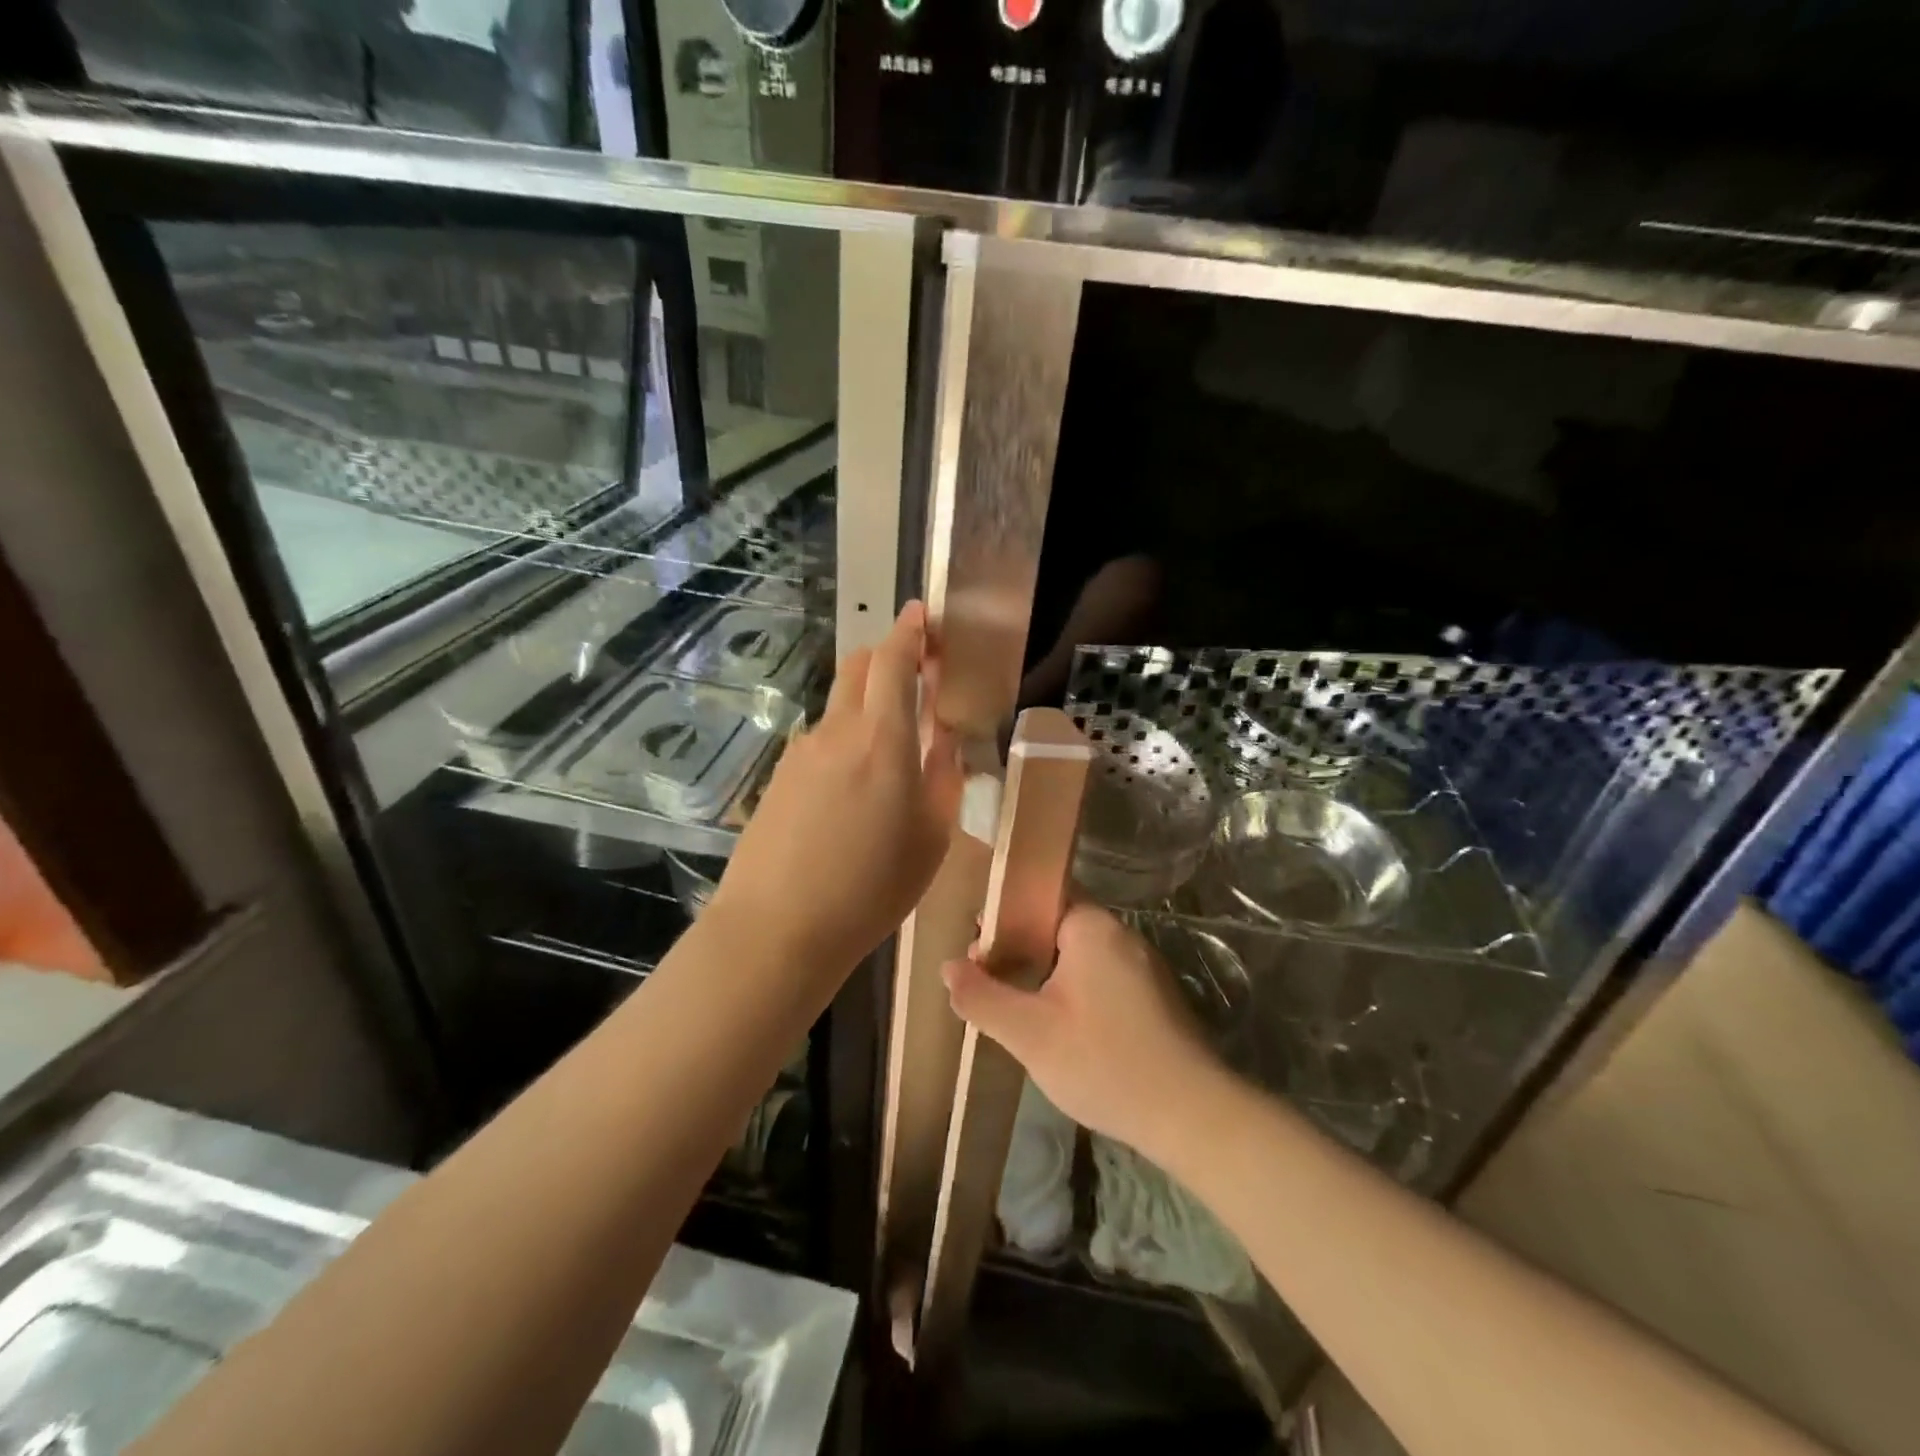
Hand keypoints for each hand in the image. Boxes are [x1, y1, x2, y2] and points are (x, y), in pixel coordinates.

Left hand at [713, 602, 962, 970]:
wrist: (777, 928)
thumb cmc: (871, 889)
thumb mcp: (932, 839)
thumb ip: (944, 778)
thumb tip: (947, 741)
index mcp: (884, 741)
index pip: (893, 661)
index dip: (909, 631)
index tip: (922, 617)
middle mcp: (838, 732)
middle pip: (858, 666)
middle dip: (887, 656)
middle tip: (915, 676)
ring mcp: (802, 752)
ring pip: (839, 706)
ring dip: (866, 706)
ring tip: (890, 754)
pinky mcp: (779, 776)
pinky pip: (821, 742)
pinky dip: (844, 742)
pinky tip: (851, 792)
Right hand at [942, 904, 1223, 1157]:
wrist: (1192, 1116)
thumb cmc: (1104, 1062)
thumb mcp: (1029, 1034)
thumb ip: (982, 997)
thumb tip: (948, 967)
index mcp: (1092, 927)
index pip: (1039, 896)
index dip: (1002, 916)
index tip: (976, 947)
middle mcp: (1121, 935)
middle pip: (1057, 925)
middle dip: (1019, 948)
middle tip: (988, 980)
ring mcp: (1143, 966)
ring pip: (1078, 955)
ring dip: (1045, 974)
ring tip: (1016, 1007)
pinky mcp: (1154, 997)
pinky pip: (1101, 977)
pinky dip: (1073, 991)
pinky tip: (1059, 1027)